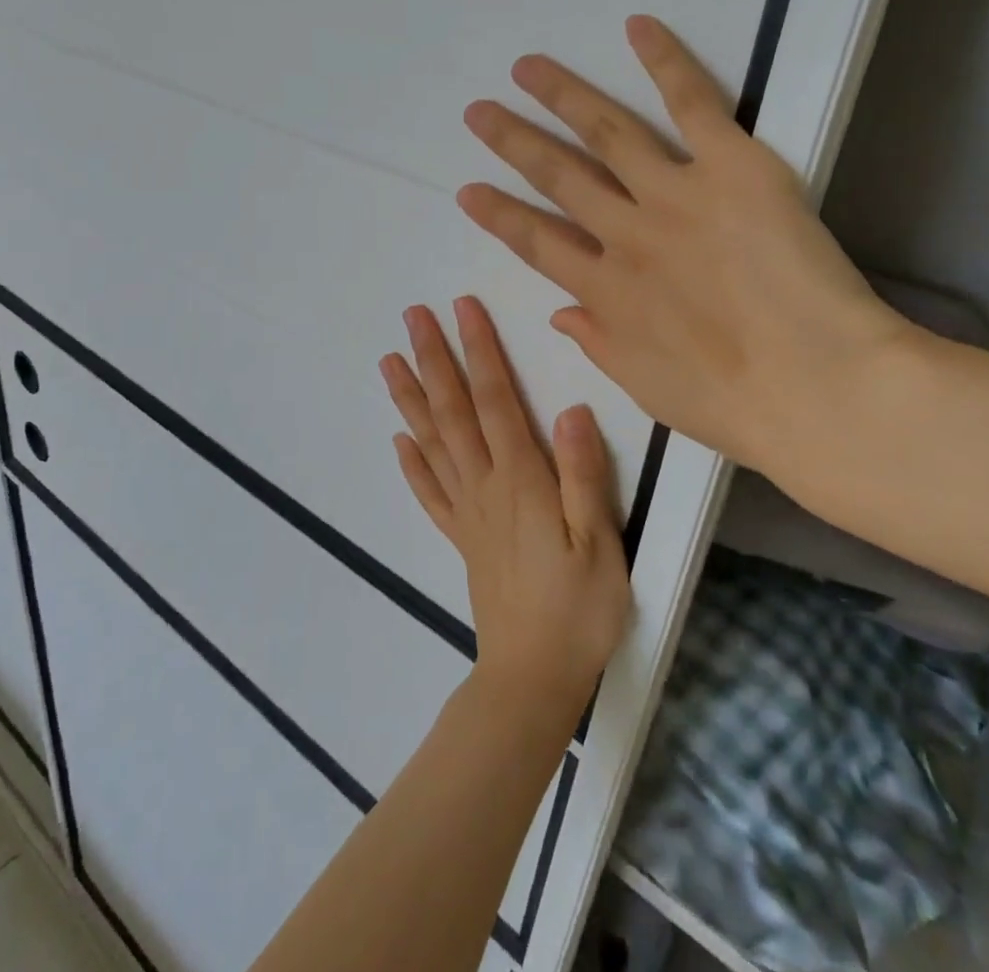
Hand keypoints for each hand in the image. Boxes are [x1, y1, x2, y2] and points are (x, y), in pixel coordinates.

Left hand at [381, 297, 630, 716]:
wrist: (534, 679)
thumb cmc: (578, 610)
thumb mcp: (600, 542)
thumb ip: (583, 474)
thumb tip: (571, 409)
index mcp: (520, 479)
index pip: (496, 400)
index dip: (480, 351)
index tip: (462, 309)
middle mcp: (484, 485)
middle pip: (453, 411)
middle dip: (433, 359)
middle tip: (412, 317)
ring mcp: (467, 512)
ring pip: (432, 443)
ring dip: (410, 398)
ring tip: (389, 361)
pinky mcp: (461, 538)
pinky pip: (430, 493)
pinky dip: (411, 463)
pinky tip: (398, 440)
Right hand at [456, 15, 911, 486]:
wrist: (820, 387)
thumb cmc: (735, 405)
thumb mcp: (646, 388)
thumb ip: (598, 344)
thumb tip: (560, 312)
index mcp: (605, 292)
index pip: (536, 243)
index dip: (499, 215)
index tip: (468, 190)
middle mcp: (626, 234)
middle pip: (558, 177)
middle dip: (513, 143)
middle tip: (479, 112)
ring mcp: (675, 195)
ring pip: (606, 132)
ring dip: (562, 96)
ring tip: (527, 68)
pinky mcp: (732, 168)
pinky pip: (692, 104)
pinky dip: (664, 61)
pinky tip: (636, 26)